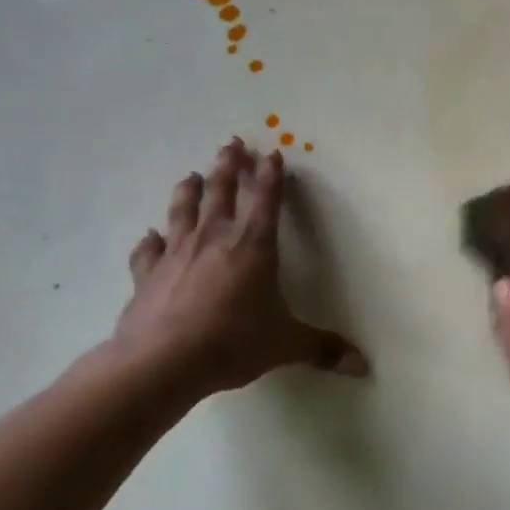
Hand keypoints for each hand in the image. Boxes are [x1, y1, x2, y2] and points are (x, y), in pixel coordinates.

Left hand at [104, 137, 367, 405]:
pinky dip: (149, 241)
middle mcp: (214, 239)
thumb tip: (362, 365)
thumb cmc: (232, 343)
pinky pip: (147, 250)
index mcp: (253, 247)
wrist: (161, 363)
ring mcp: (176, 253)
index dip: (272, 176)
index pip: (267, 200)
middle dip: (229, 166)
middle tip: (231, 144)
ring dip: (189, 190)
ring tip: (191, 176)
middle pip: (221, 191)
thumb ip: (322, 349)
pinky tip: (149, 236)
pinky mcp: (147, 274)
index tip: (273, 153)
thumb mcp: (284, 345)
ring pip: (182, 210)